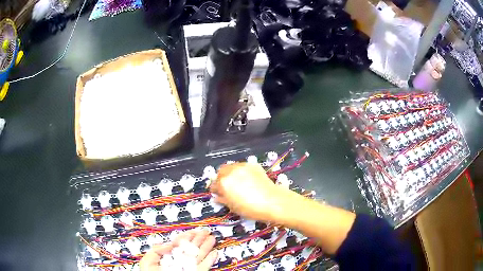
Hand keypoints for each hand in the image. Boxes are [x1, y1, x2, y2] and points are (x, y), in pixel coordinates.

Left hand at [139, 230, 217, 270]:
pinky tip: (214, 253)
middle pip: (190, 248)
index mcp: (167, 257)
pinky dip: (210, 260)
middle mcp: (179, 261)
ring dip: (206, 247)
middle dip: (198, 239)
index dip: (186, 236)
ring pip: (199, 256)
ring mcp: (188, 268)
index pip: (178, 244)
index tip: (193, 230)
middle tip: (206, 231)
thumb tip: (169, 244)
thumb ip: (157, 250)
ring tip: (212, 238)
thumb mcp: (148, 261)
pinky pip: (204, 267)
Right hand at [210, 163, 291, 222]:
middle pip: (220, 172)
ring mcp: (242, 166)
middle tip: (226, 187)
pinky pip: (242, 167)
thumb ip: (222, 200)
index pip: (213, 184)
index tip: (217, 193)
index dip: (215, 190)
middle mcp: (231, 172)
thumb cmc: (250, 208)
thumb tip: (217, 197)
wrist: (272, 201)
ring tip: (236, 182)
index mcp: (224, 183)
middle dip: (221, 179)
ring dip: (230, 174)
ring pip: (231, 167)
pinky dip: (241, 172)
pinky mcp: (253, 165)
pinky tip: (247, 180)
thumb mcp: (233, 207)